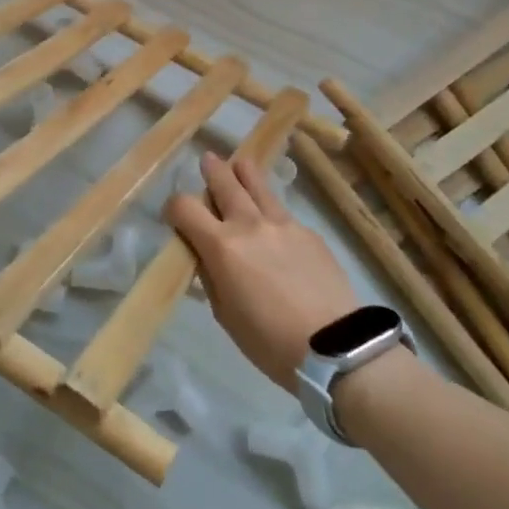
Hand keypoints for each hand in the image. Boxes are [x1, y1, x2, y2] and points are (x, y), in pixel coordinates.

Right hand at [167, 151, 360, 388]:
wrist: (335, 347)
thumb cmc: (269, 341)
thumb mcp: (225, 314)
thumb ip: (211, 276)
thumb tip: (205, 256)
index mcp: (221, 246)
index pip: (185, 207)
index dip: (174, 207)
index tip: (175, 216)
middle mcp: (249, 224)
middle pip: (224, 182)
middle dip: (212, 170)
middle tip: (208, 161)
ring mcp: (283, 223)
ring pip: (258, 184)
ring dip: (244, 172)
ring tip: (239, 164)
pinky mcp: (309, 231)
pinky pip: (283, 211)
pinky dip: (271, 209)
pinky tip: (274, 223)